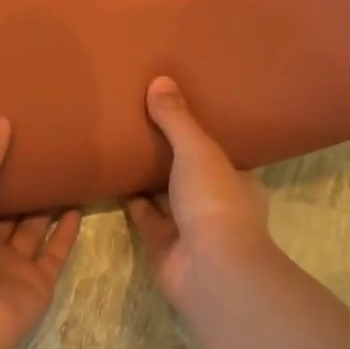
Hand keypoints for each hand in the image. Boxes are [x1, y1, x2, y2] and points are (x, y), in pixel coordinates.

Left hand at [0, 117, 81, 348]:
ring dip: (48, 205)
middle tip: (44, 151)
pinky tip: (79, 206)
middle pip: (7, 211)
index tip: (11, 139)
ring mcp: (12, 267)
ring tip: (66, 172)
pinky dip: (67, 231)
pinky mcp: (39, 282)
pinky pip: (55, 251)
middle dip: (22, 186)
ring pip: (34, 229)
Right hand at [126, 77, 273, 310]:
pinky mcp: (162, 244)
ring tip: (122, 142)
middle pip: (190, 172)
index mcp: (239, 181)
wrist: (209, 269)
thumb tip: (160, 80)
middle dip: (171, 153)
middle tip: (144, 120)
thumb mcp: (198, 150)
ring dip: (147, 175)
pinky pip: (143, 215)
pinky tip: (110, 176)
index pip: (222, 152)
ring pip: (165, 194)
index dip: (203, 133)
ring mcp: (189, 226)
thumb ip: (178, 119)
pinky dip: (129, 198)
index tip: (182, 110)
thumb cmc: (215, 202)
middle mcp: (216, 203)